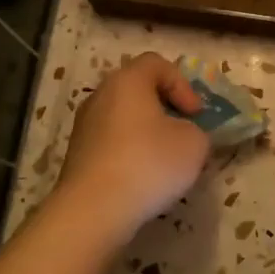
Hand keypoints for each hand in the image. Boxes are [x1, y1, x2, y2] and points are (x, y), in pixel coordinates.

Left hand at [53, 53, 209, 245]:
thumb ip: (196, 130)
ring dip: (148, 132)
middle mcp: (101, 96)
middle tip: (184, 132)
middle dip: (165, 108)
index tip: (195, 114)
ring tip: (165, 160)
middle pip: (138, 90)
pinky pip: (112, 142)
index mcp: (128, 81)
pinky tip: (143, 177)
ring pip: (124, 118)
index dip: (182, 84)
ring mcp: (84, 126)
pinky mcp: (78, 155)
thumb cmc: (149, 163)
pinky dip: (130, 151)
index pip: (157, 64)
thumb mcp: (194, 143)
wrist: (94, 210)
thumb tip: (183, 135)